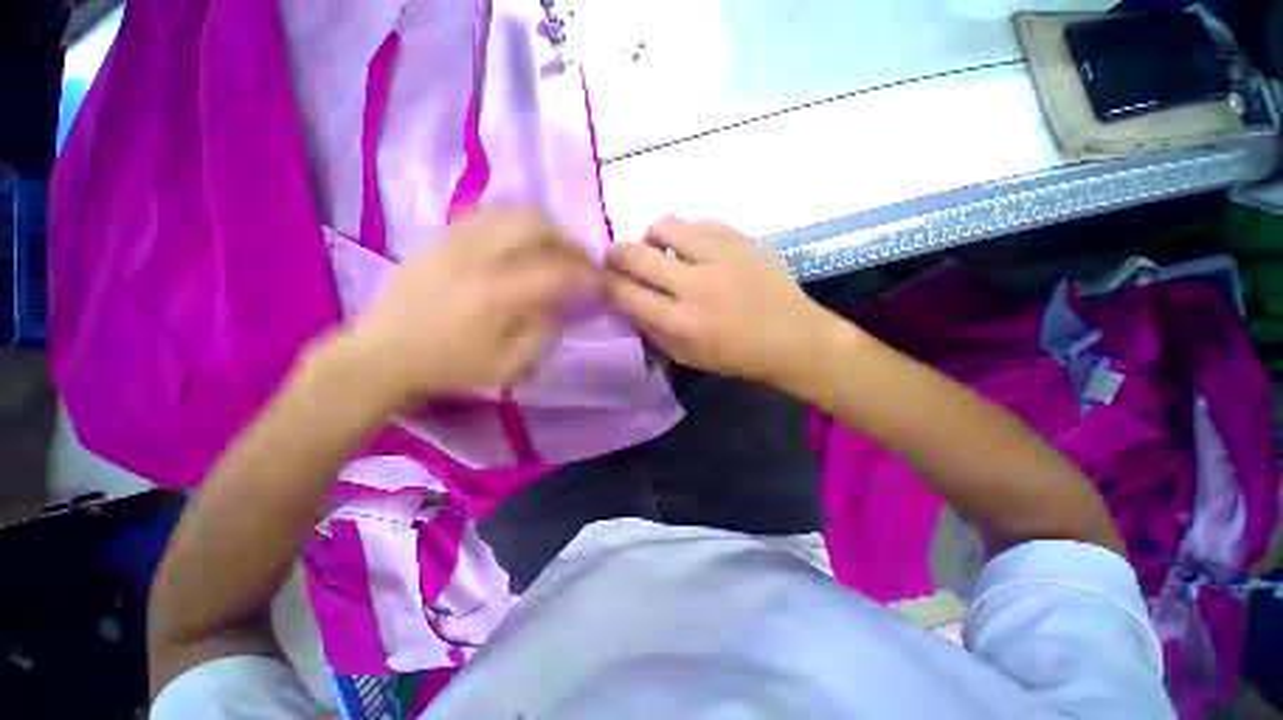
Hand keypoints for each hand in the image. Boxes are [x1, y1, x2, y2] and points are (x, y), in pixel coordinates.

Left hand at [341, 205, 598, 400]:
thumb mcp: (509, 365)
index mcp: (498, 294)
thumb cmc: (449, 366)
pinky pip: (488, 214)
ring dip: (545, 228)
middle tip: (579, 261)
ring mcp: (456, 240)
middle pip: (538, 224)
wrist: (382, 354)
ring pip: (513, 212)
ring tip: (555, 250)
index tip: (601, 282)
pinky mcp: (442, 237)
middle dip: (569, 241)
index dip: (587, 275)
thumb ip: (544, 331)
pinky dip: (515, 224)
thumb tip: (563, 304)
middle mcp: (479, 256)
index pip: (558, 271)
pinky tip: (521, 244)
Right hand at [604, 217, 846, 388]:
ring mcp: (720, 256)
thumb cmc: (737, 356)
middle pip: (637, 254)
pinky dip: (688, 235)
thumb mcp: (688, 356)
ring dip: (652, 236)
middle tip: (615, 257)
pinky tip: (696, 249)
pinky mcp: (741, 239)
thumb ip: (653, 330)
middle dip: (615, 253)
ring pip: (666, 224)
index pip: (625, 294)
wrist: (793, 337)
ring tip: (660, 249)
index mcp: (682, 322)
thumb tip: (627, 303)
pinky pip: (700, 222)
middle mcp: (696, 285)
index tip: (599, 279)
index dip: (604, 283)